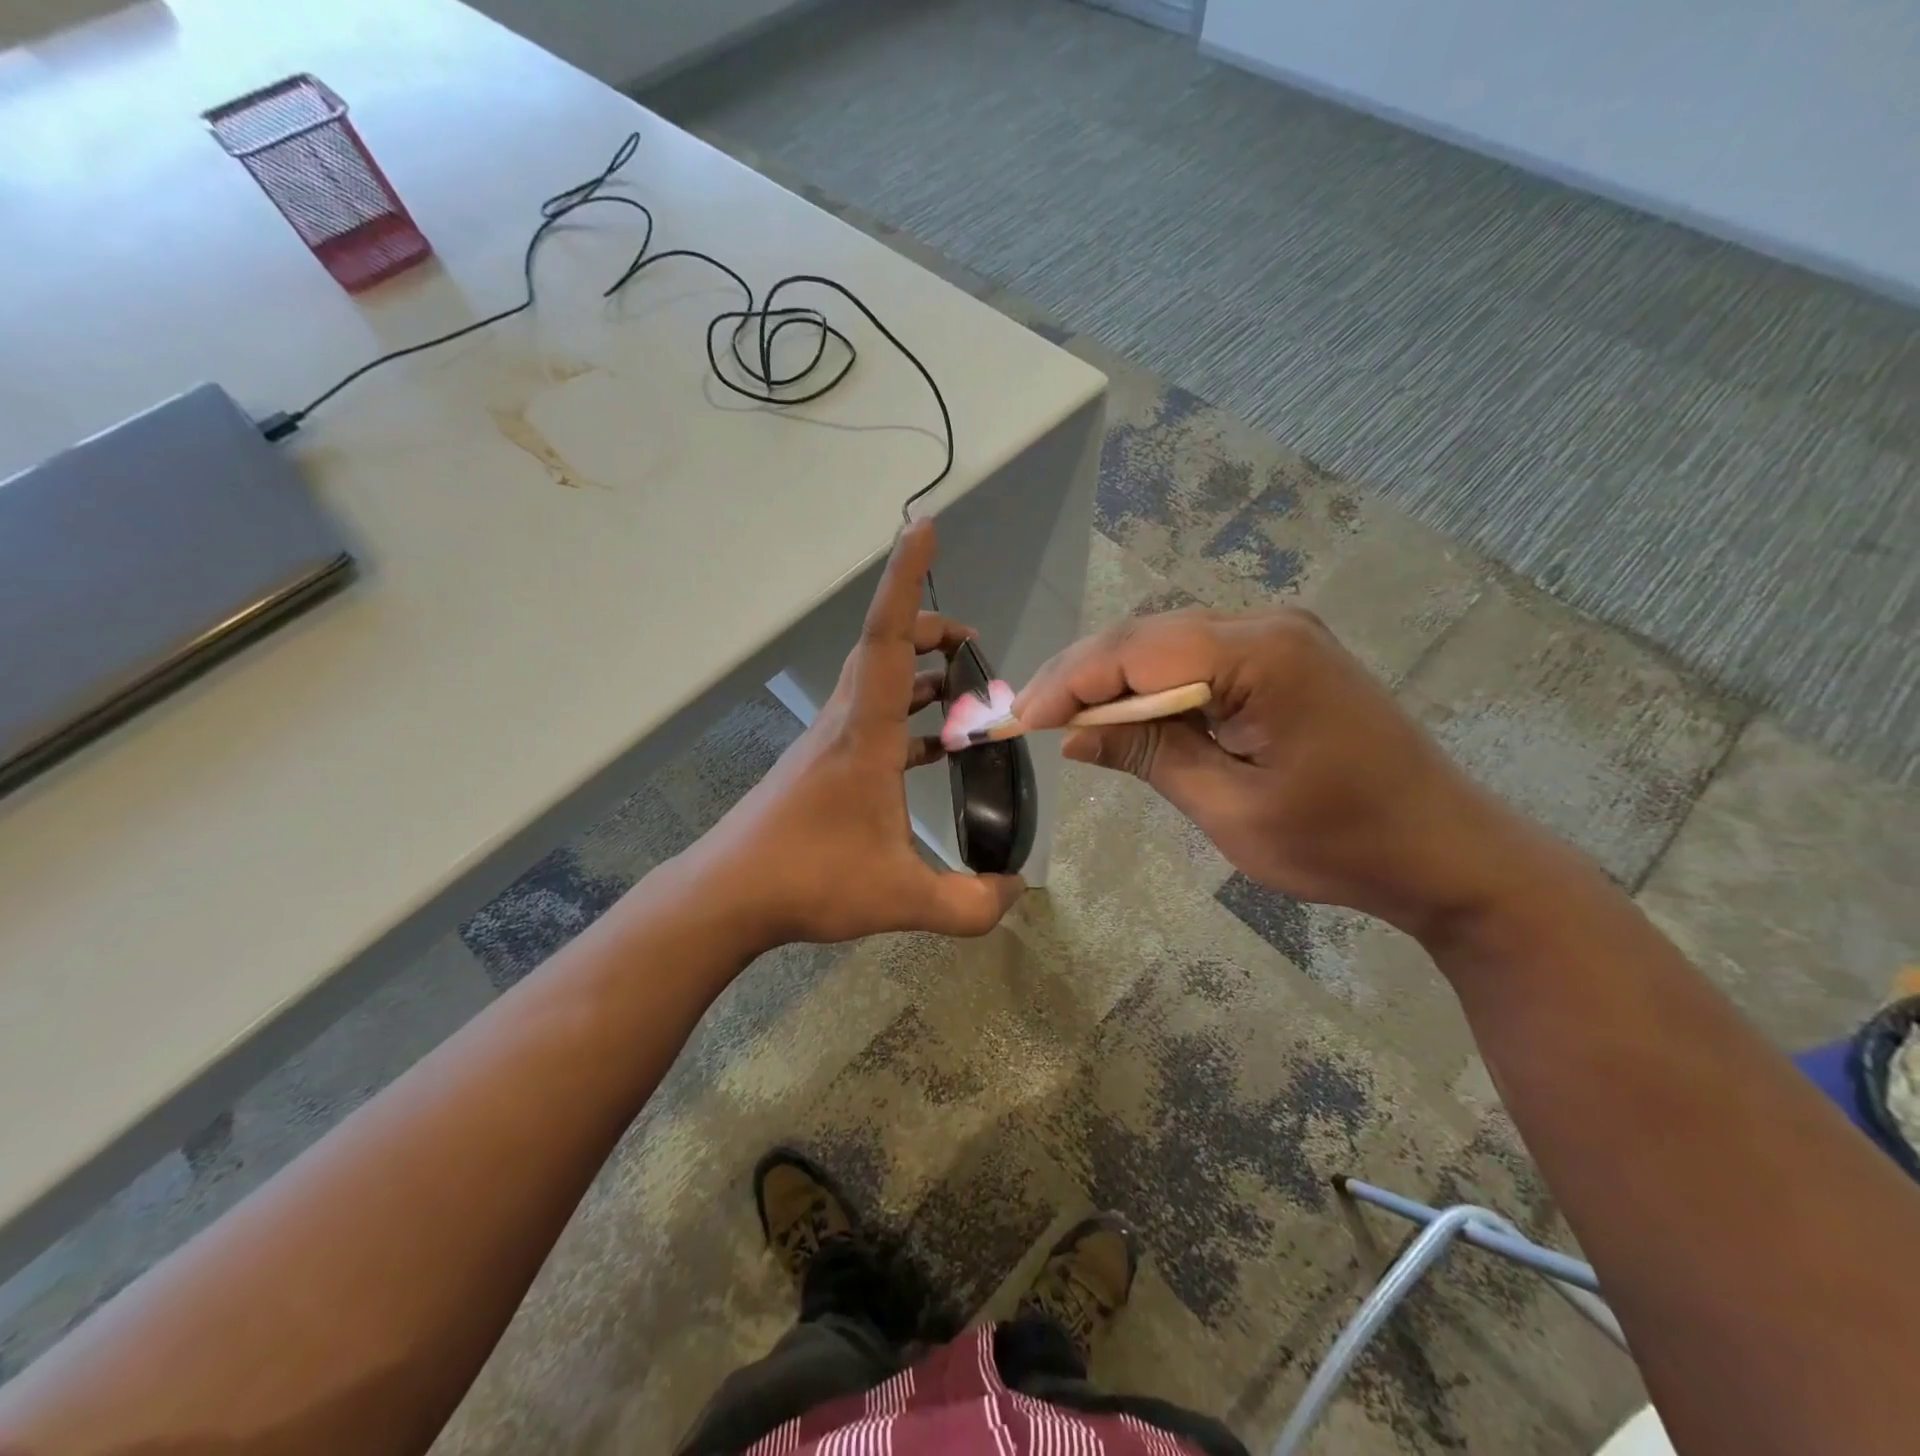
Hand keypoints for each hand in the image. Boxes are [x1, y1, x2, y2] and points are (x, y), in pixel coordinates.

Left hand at [684, 522, 1024, 950]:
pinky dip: (905, 717)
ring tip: (962, 692)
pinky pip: (872, 718)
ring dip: (919, 675)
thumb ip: (970, 904)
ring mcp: (830, 741)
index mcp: (865, 732)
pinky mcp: (823, 764)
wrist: (730, 895)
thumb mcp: (903, 898)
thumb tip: (1017, 892)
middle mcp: (846, 721)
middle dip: (930, 630)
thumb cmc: (811, 880)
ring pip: (877, 682)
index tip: (923, 526)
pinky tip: (931, 752)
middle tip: (971, 645)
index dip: (906, 577)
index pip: (887, 636)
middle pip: (885, 648)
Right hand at [1013, 607, 1537, 939]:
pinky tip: (1124, 715)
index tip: (1020, 720)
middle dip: (1082, 676)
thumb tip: (1074, 735)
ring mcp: (1280, 635)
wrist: (1446, 851)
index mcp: (1262, 655)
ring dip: (1112, 679)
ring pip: (1165, 643)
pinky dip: (1151, 686)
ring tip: (1062, 717)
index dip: (1070, 682)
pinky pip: (1196, 658)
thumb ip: (1148, 758)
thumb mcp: (1230, 809)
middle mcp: (1268, 624)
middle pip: (1146, 637)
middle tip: (1029, 717)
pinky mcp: (1284, 656)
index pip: (1136, 651)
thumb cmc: (1341, 842)